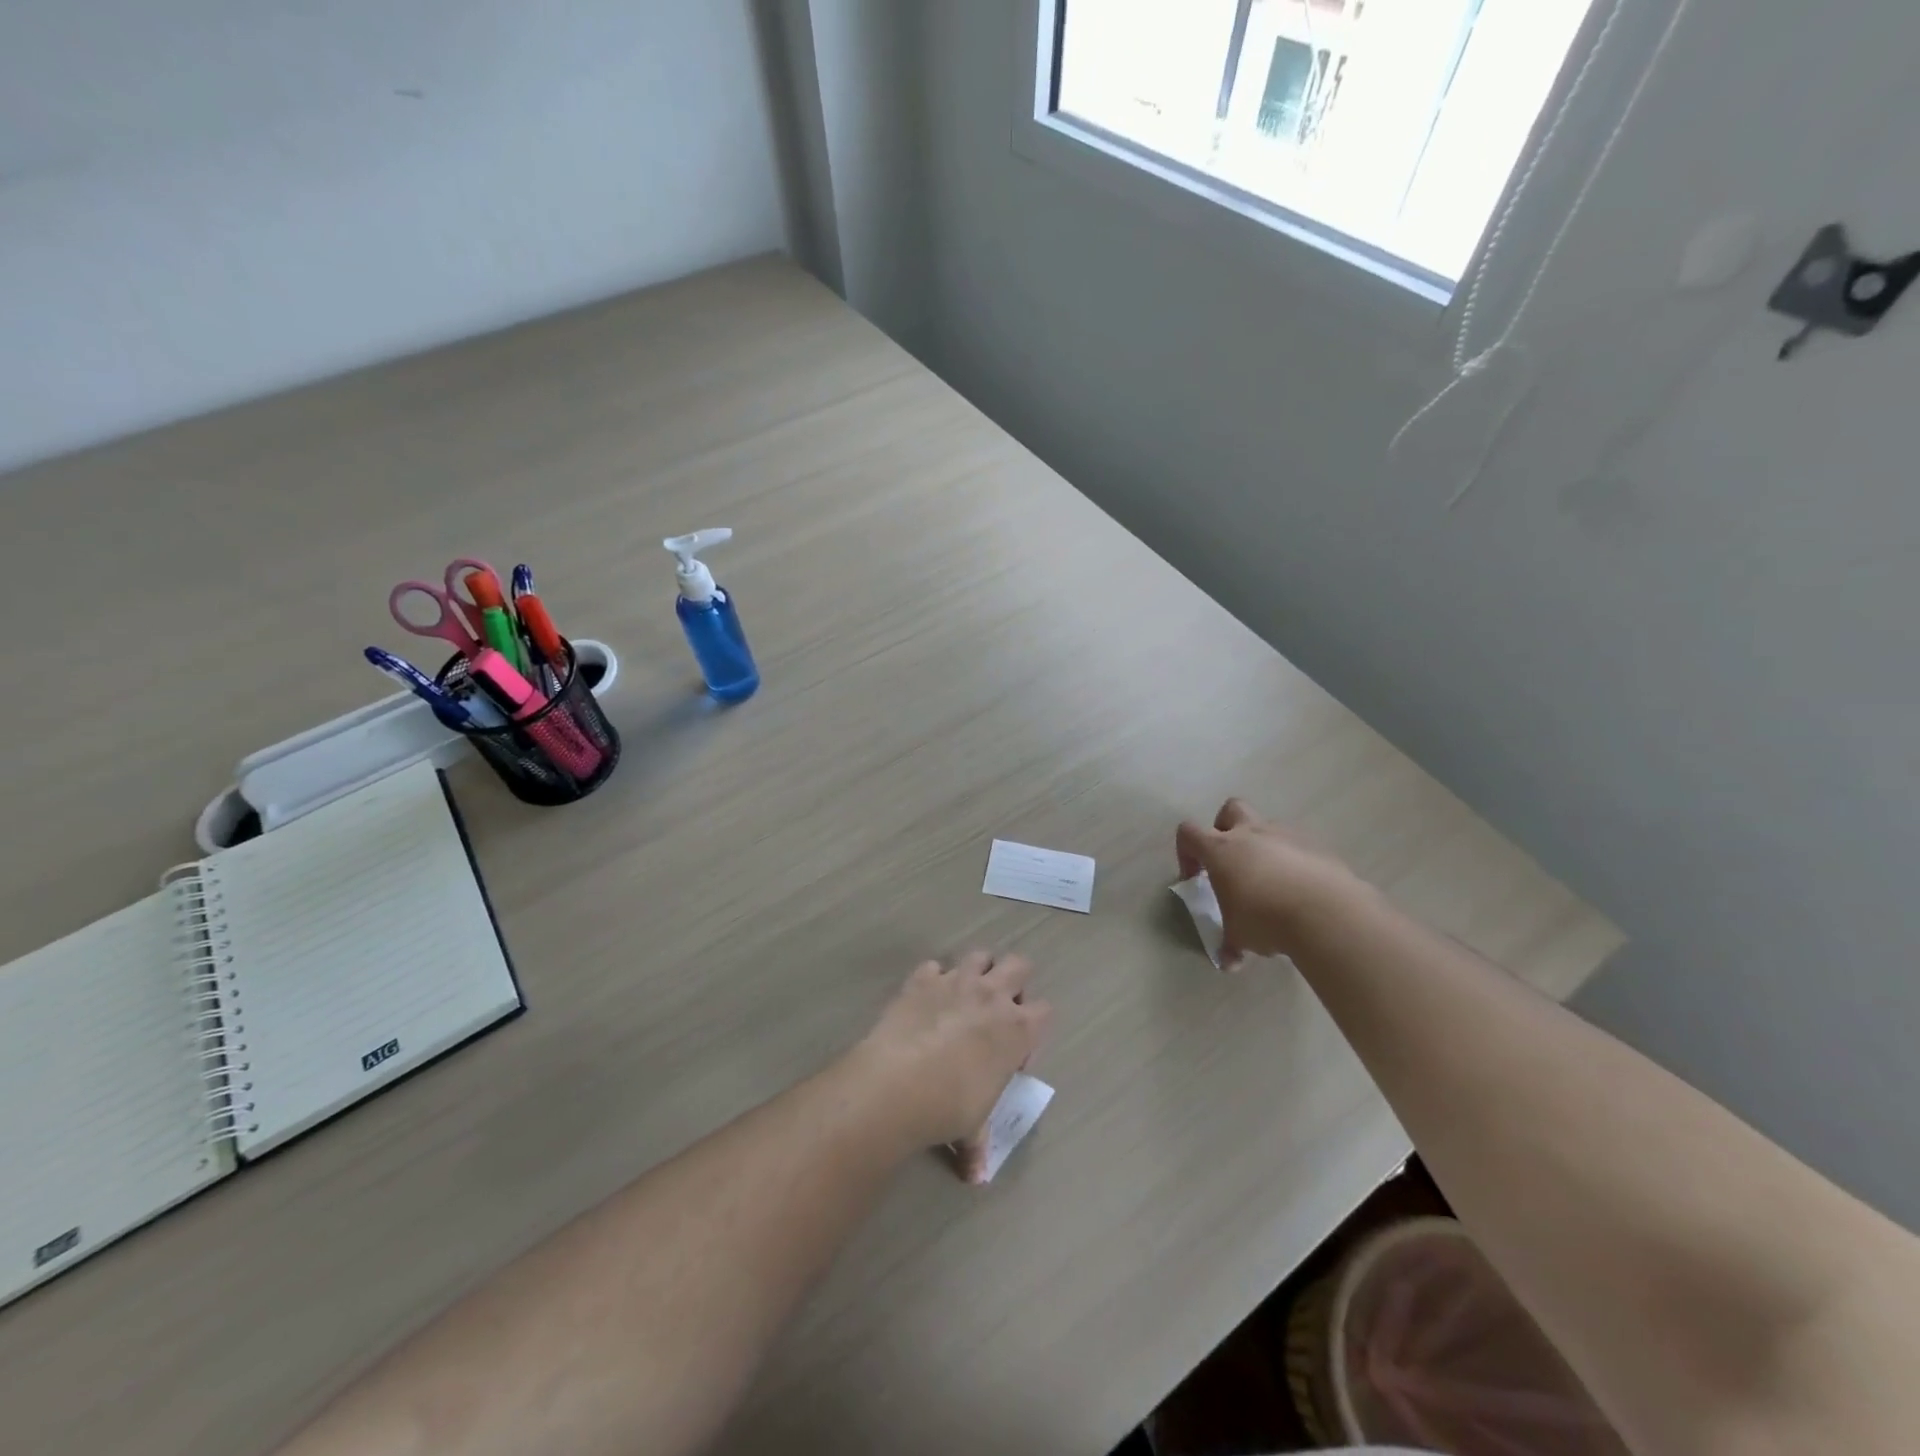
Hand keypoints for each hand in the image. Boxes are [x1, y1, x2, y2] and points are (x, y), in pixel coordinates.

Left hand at [854, 952, 1050, 1150]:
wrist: (897, 1084)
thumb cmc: (949, 1107)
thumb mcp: (972, 1128)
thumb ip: (978, 1144)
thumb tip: (975, 1176)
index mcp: (1017, 1030)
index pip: (1045, 1011)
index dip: (1034, 1027)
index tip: (1015, 1050)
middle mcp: (992, 996)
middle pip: (1019, 965)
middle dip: (1014, 981)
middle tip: (998, 1009)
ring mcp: (956, 981)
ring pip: (980, 955)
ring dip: (978, 970)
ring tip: (966, 995)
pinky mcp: (922, 978)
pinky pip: (934, 966)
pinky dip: (933, 978)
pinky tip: (925, 999)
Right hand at [1175, 799, 1366, 963]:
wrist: (1328, 914)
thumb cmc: (1267, 919)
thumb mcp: (1240, 936)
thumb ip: (1231, 944)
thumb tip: (1228, 963)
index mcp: (1222, 849)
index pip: (1189, 833)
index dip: (1186, 852)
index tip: (1195, 877)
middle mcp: (1252, 834)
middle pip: (1230, 809)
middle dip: (1226, 828)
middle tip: (1231, 862)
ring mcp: (1288, 836)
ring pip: (1268, 828)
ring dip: (1264, 848)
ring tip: (1272, 884)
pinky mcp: (1319, 848)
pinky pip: (1299, 847)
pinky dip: (1295, 863)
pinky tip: (1301, 892)